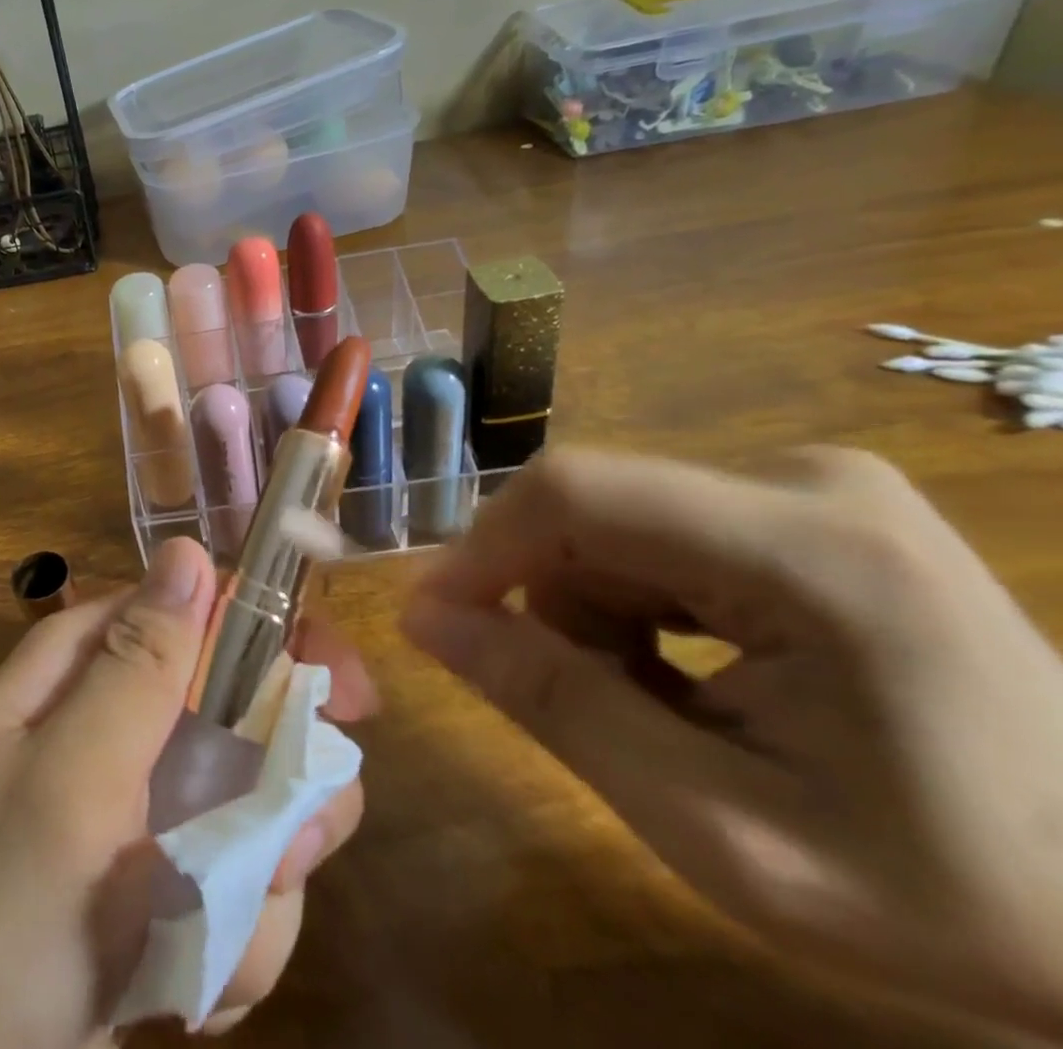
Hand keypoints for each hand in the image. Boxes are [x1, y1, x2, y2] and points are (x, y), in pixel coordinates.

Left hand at [0, 537, 374, 1048]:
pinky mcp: (161, 882)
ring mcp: (146, 802)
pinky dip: (227, 949)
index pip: (206, 609)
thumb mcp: (62, 783)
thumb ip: (135, 671)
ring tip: (196, 953)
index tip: (349, 703)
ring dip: (253, 891)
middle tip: (279, 853)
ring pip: (257, 813)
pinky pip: (236, 894)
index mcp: (92, 663)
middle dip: (280, 793)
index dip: (286, 642)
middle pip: (250, 714)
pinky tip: (177, 992)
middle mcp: (124, 717)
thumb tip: (190, 550)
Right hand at [401, 447, 1062, 1037]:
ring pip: (616, 520)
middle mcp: (807, 479)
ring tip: (658, 706)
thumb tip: (424, 617)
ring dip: (598, 609)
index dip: (480, 548)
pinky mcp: (810, 501)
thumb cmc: (954, 898)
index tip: (436, 620)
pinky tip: (697, 670)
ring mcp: (816, 484)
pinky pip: (660, 527)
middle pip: (594, 510)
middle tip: (585, 706)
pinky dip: (641, 599)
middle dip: (554, 603)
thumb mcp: (722, 830)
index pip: (577, 494)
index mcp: (811, 549)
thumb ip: (556, 707)